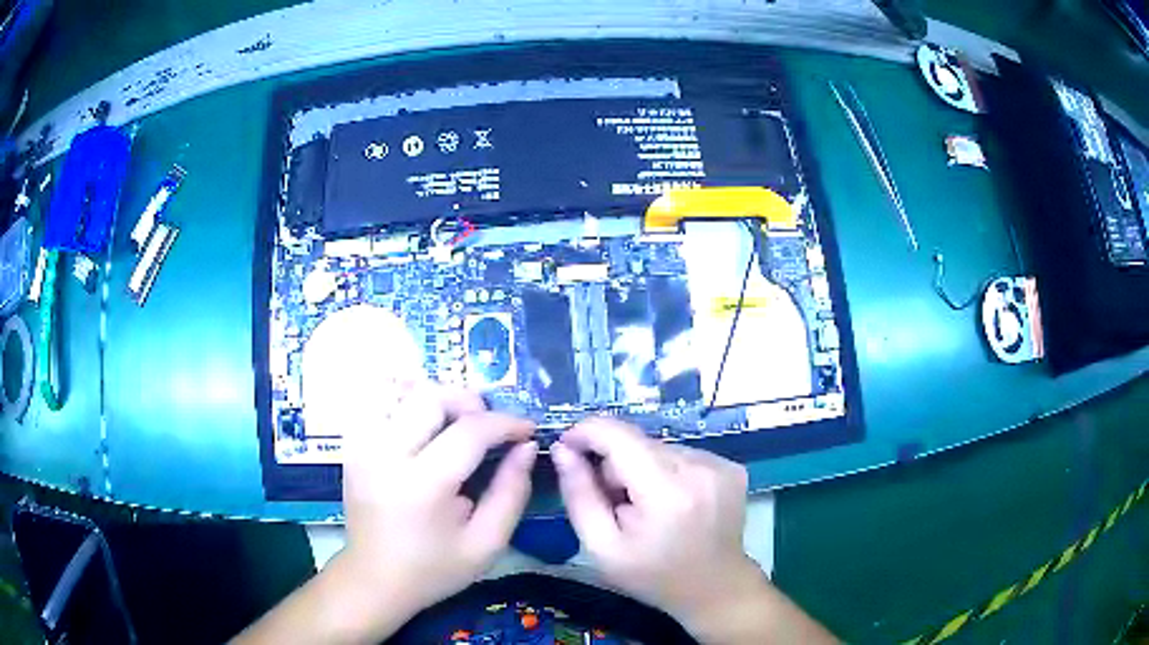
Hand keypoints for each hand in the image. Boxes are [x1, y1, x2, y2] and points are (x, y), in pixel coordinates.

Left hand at [335, 382, 536, 634]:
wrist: (374, 579)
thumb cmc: (434, 568)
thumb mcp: (486, 543)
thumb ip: (512, 492)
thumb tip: (527, 447)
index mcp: (422, 486)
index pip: (469, 431)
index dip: (506, 423)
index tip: (527, 430)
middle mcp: (385, 455)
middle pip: (431, 397)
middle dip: (470, 402)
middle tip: (490, 427)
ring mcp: (362, 446)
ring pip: (402, 390)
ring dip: (438, 398)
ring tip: (457, 422)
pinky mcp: (352, 445)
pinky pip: (379, 401)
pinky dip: (405, 399)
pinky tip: (423, 421)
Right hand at [550, 418, 759, 625]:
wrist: (715, 589)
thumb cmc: (654, 576)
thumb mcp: (602, 547)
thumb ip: (579, 496)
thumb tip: (563, 450)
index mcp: (666, 491)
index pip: (618, 435)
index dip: (586, 432)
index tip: (567, 448)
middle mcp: (699, 468)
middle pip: (637, 441)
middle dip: (614, 464)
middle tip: (614, 503)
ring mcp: (720, 465)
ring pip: (658, 447)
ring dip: (641, 468)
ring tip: (645, 508)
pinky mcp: (730, 467)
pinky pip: (681, 454)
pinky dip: (666, 472)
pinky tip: (671, 503)